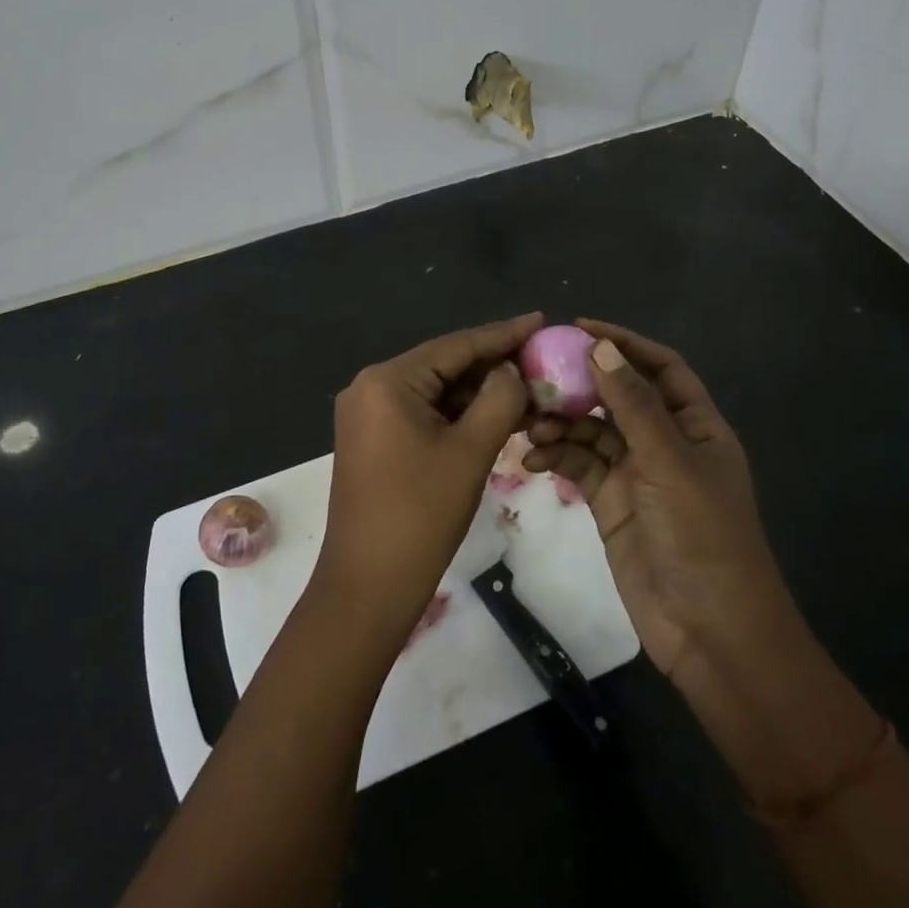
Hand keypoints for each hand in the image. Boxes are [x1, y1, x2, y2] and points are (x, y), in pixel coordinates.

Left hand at [315, 312, 541, 644]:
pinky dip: (457, 414)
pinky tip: (494, 415)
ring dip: (478, 392)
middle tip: (541, 358)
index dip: (502, 334)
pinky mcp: (373, 439)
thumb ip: (499, 399)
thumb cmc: (419, 515)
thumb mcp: (470, 452)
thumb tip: (512, 370)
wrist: (367, 587)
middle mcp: (371, 386)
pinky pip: (423, 413)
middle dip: (493, 365)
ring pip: (435, 391)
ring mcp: (368, 414)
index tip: (541, 320)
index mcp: (387, 380)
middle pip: (444, 365)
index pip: (455, 346)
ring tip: (529, 387)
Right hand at [523, 319, 797, 690]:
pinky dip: (555, 456)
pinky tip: (531, 458)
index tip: (578, 328)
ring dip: (561, 422)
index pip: (660, 368)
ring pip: (592, 430)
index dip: (624, 343)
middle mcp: (665, 442)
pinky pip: (578, 465)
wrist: (709, 631)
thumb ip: (633, 404)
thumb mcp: (668, 462)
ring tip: (529, 423)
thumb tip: (601, 346)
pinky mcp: (610, 502)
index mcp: (695, 426)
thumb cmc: (701, 535)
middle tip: (536, 375)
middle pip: (618, 396)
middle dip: (580, 384)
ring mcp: (636, 473)